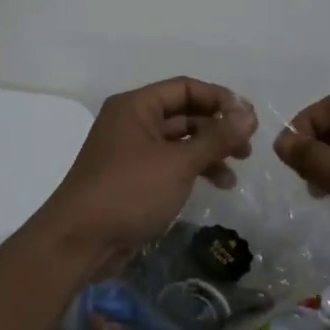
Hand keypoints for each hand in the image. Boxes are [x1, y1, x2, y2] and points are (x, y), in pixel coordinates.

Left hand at [40, 78, 257, 262]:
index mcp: (135, 106)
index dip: (219, 98)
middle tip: (247, 146)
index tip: (249, 118)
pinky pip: (170, 165)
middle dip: (217, 127)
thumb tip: (249, 114)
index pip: (184, 88)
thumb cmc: (129, 192)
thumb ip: (216, 138)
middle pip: (183, 114)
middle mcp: (132, 123)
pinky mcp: (134, 180)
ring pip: (179, 142)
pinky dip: (194, 170)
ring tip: (237, 169)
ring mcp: (131, 152)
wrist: (80, 241)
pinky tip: (217, 185)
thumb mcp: (178, 163)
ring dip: (209, 151)